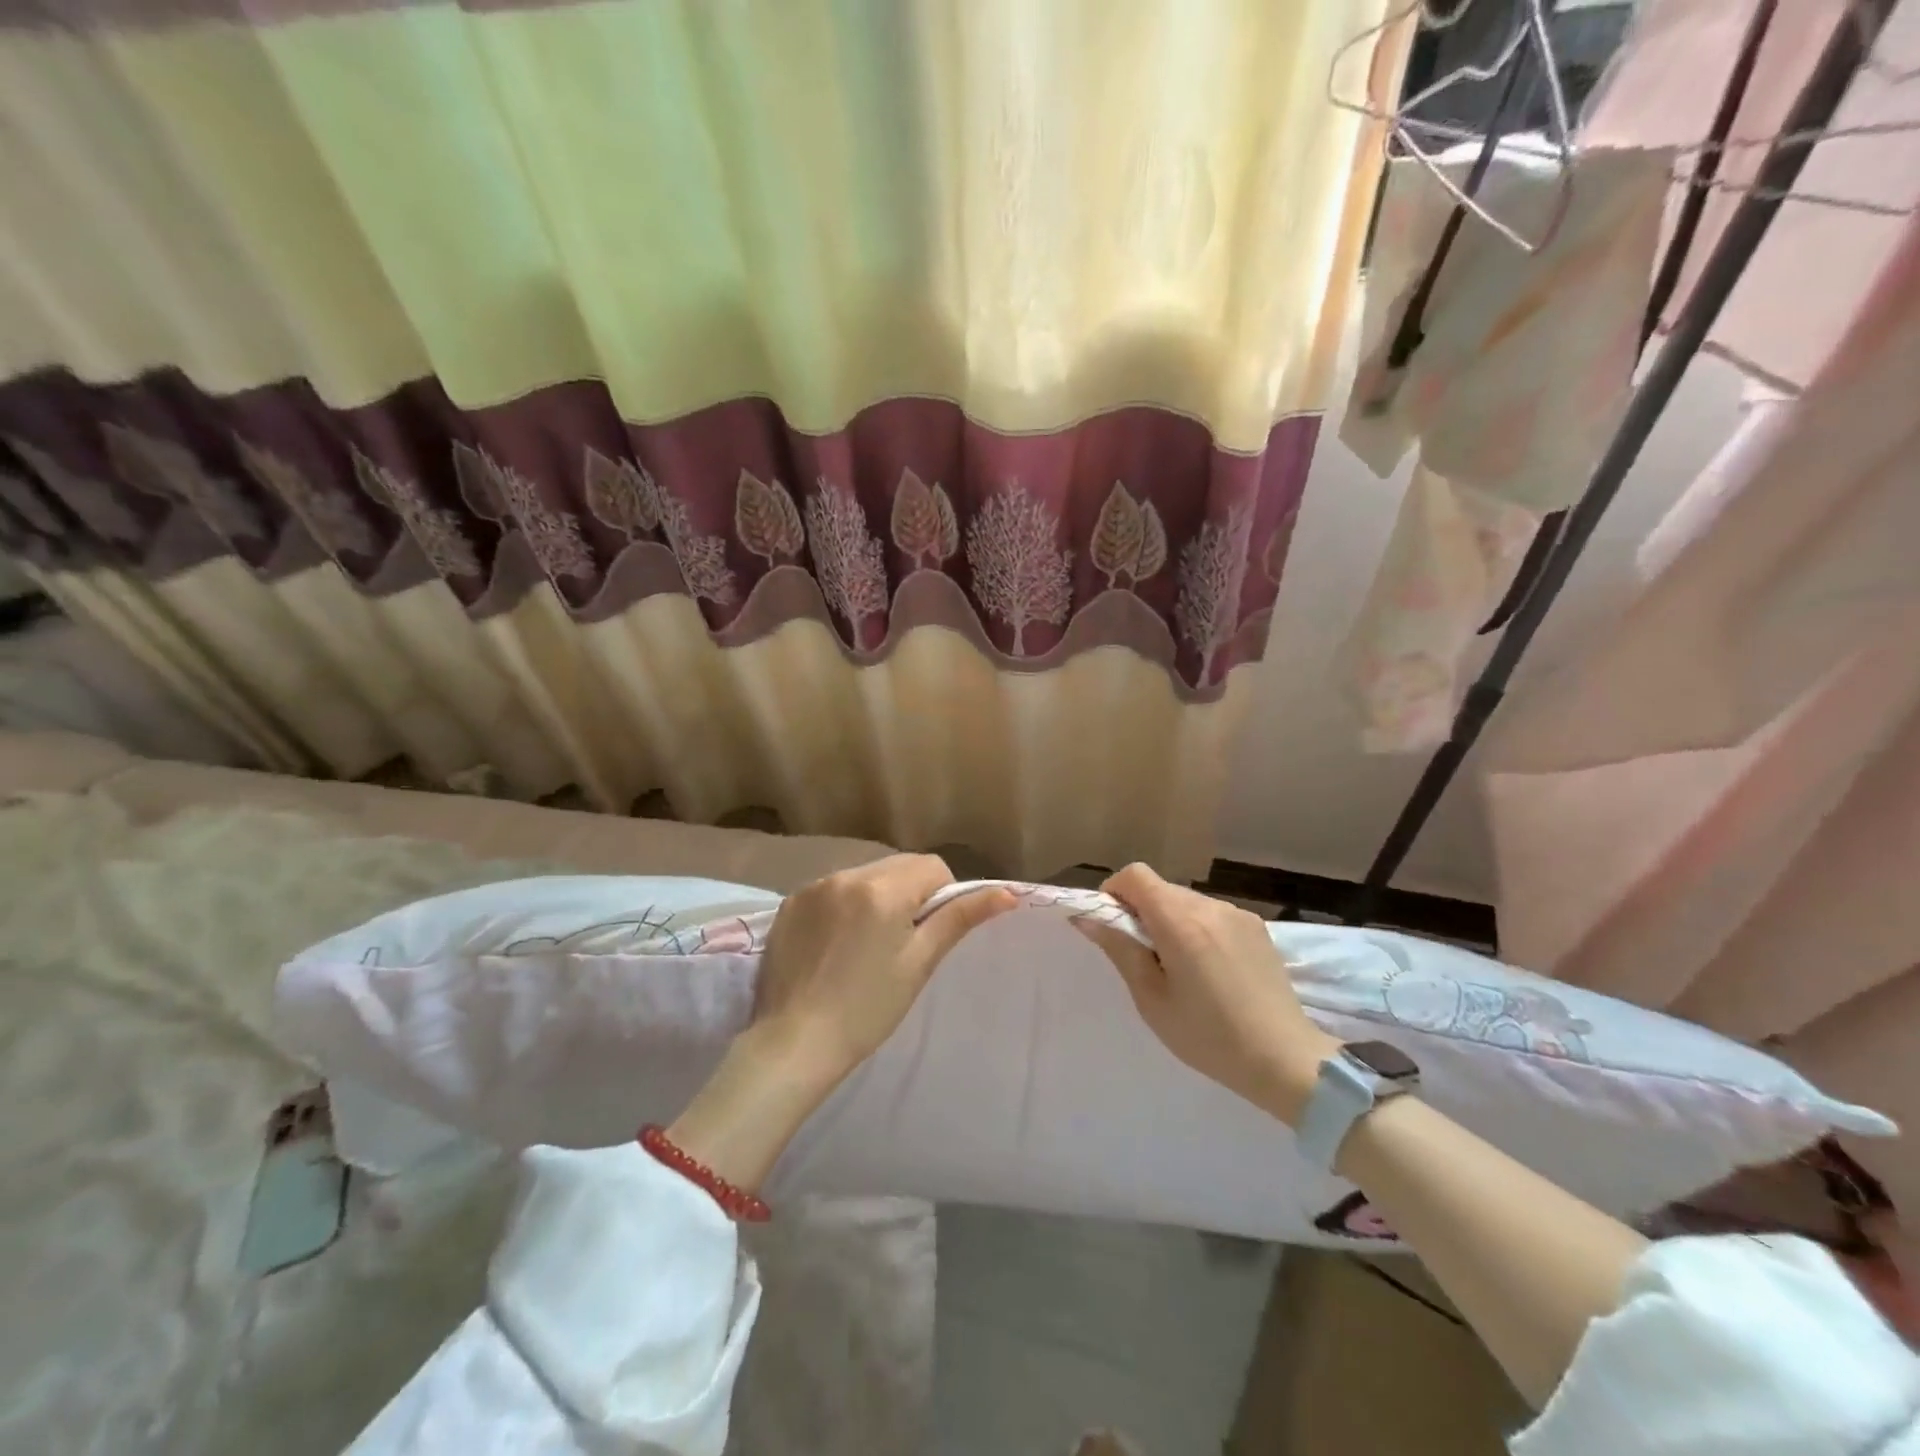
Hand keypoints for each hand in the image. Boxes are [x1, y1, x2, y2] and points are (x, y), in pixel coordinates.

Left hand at [670, 856, 1012, 1192]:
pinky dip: (843, 905)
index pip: (932, 867)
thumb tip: (1007, 892)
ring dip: (876, 896)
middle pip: (897, 865)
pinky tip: (835, 945)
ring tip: (866, 944)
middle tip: (903, 941)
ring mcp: (813, 887)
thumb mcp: (919, 962)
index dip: (942, 896)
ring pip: (864, 875)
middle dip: (909, 892)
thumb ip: (959, 918)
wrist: (794, 1043)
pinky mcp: (789, 903)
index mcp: (882, 889)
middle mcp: (846, 876)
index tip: (930, 933)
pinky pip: (832, 889)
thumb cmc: (867, 1009)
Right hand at [1075, 863, 1337, 1125]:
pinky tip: (1210, 970)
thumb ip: (1120, 950)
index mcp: (1180, 922)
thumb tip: (1087, 919)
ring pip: (1186, 901)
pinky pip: (1212, 914)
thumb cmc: (1209, 1036)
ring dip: (1171, 920)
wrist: (1285, 1060)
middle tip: (1143, 957)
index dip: (1115, 892)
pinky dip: (1198, 928)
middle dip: (1142, 911)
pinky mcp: (1257, 927)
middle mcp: (1209, 906)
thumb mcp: (1152, 999)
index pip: (1135, 875)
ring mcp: (1237, 914)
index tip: (1113, 926)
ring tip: (1180, 968)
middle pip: (1160, 888)